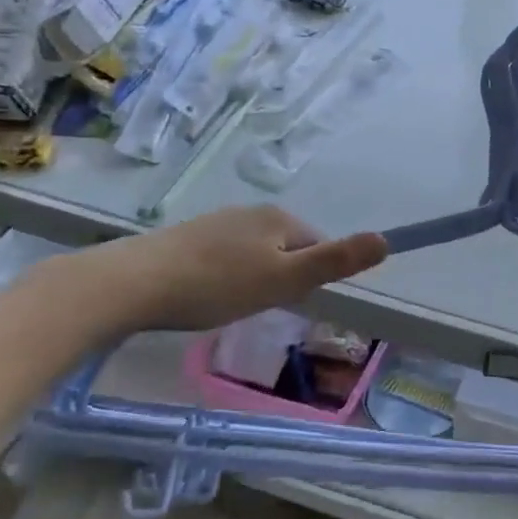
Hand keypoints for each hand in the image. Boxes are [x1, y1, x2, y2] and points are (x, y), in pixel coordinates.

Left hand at [50, 206, 388, 339]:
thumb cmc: (217, 285)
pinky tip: (202, 297)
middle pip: (285, 249)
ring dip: (250, 280)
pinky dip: (222, 278)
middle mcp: (250, 212)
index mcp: (278, 218)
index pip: (316, 245)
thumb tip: (386, 240)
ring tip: (227, 306)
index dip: (308, 278)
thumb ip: (335, 262)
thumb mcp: (285, 279)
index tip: (285, 301)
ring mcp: (215, 222)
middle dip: (279, 279)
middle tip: (256, 306)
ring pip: (253, 255)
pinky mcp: (186, 238)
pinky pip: (223, 258)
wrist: (131, 284)